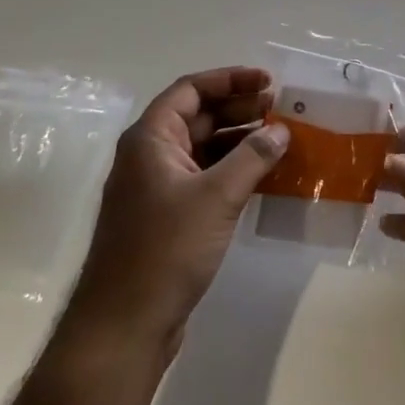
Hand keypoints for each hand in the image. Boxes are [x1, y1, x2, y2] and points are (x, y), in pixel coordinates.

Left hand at [62, 67, 289, 363]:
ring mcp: (157, 188)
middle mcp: (149, 156)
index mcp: (150, 139)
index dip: (230, 79)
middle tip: (280, 109)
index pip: (191, 90)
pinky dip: (232, 170)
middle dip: (239, 108)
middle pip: (197, 117)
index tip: (269, 81)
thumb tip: (280, 129)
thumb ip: (252, 157)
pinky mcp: (167, 217)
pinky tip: (263, 175)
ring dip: (239, 140)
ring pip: (203, 149)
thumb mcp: (216, 197)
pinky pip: (204, 178)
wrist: (124, 325)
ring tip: (279, 139)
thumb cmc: (165, 249)